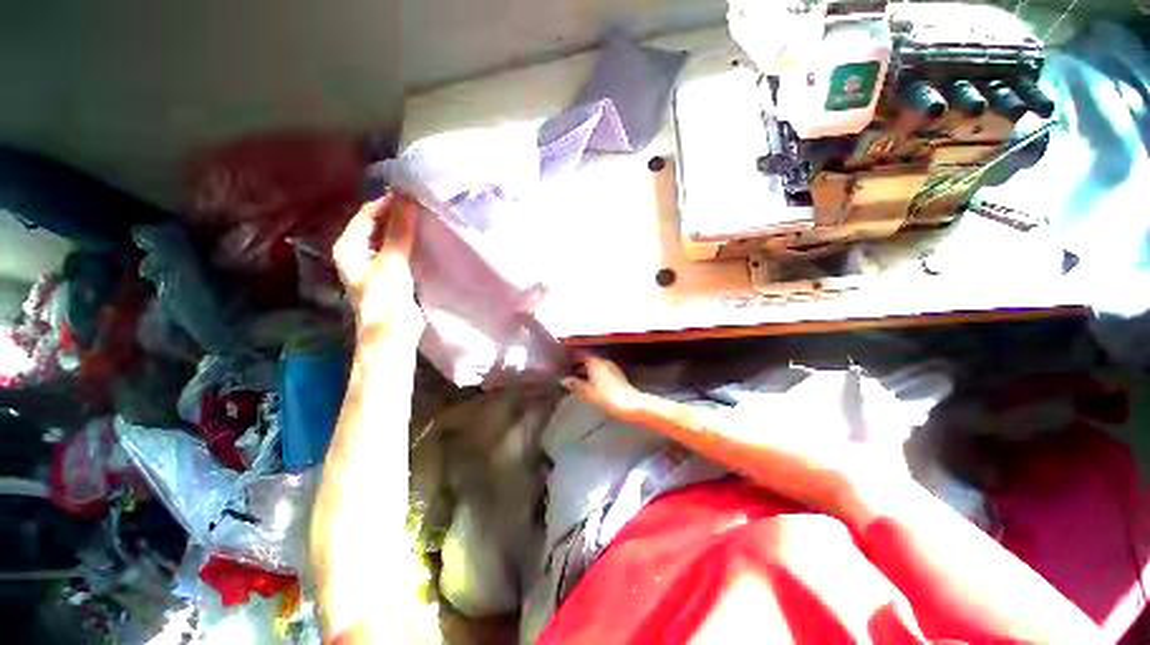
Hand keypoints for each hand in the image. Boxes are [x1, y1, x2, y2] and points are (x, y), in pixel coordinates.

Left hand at [333, 194, 424, 335]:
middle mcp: (361, 250)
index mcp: (349, 245)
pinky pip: (405, 251)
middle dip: (401, 216)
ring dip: (409, 230)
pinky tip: (430, 239)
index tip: (415, 196)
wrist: (394, 333)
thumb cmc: (385, 298)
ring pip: (394, 238)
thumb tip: (408, 199)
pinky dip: (415, 243)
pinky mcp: (397, 272)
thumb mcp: (392, 262)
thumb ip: (400, 231)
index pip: (368, 214)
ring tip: (431, 219)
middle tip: (426, 207)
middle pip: (381, 224)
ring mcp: (379, 262)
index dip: (390, 204)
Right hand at [562, 355, 644, 417]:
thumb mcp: (587, 392)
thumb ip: (576, 384)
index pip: (582, 354)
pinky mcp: (618, 377)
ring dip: (589, 371)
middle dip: (580, 365)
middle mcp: (604, 362)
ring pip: (597, 366)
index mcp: (596, 362)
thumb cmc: (607, 397)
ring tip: (579, 379)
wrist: (630, 405)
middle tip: (570, 371)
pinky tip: (592, 384)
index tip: (565, 360)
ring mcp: (613, 369)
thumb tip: (565, 380)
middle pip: (590, 360)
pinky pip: (603, 372)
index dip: (573, 357)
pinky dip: (596, 376)